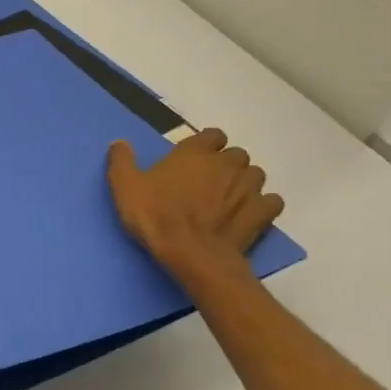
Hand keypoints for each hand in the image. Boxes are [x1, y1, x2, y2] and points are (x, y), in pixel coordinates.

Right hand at [106, 128, 282, 277]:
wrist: (191, 254)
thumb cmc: (155, 215)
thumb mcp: (125, 187)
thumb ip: (122, 161)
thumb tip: (119, 143)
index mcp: (196, 152)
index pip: (212, 135)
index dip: (205, 145)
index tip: (193, 158)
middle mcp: (227, 163)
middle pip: (236, 154)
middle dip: (226, 164)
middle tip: (208, 181)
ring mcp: (249, 187)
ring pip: (255, 175)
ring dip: (244, 182)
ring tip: (227, 198)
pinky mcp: (263, 212)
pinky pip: (271, 201)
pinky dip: (262, 204)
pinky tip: (248, 213)